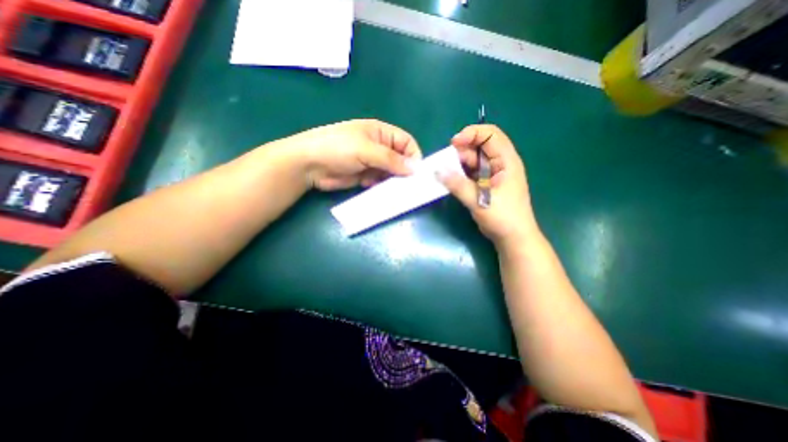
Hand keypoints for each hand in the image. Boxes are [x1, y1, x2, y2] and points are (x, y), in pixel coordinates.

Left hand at [284, 119, 421, 189]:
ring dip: (395, 182)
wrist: (309, 164)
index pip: (406, 143)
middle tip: (410, 187)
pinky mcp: (365, 177)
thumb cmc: (338, 148)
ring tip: (398, 192)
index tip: (417, 173)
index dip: (414, 156)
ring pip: (391, 173)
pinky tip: (384, 193)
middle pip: (400, 159)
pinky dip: (384, 188)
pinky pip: (380, 182)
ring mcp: (372, 163)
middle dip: (405, 172)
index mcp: (381, 133)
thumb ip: (391, 159)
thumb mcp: (366, 149)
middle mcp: (379, 148)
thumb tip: (415, 168)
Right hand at [437, 124, 542, 247]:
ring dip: (459, 164)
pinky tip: (451, 180)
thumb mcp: (479, 200)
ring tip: (447, 173)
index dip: (472, 134)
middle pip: (480, 146)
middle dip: (462, 151)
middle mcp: (500, 163)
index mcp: (506, 161)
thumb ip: (457, 185)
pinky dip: (461, 174)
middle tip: (447, 163)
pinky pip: (471, 173)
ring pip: (474, 160)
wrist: (513, 238)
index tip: (453, 144)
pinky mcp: (486, 184)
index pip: (491, 135)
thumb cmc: (503, 218)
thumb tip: (437, 171)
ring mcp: (492, 174)